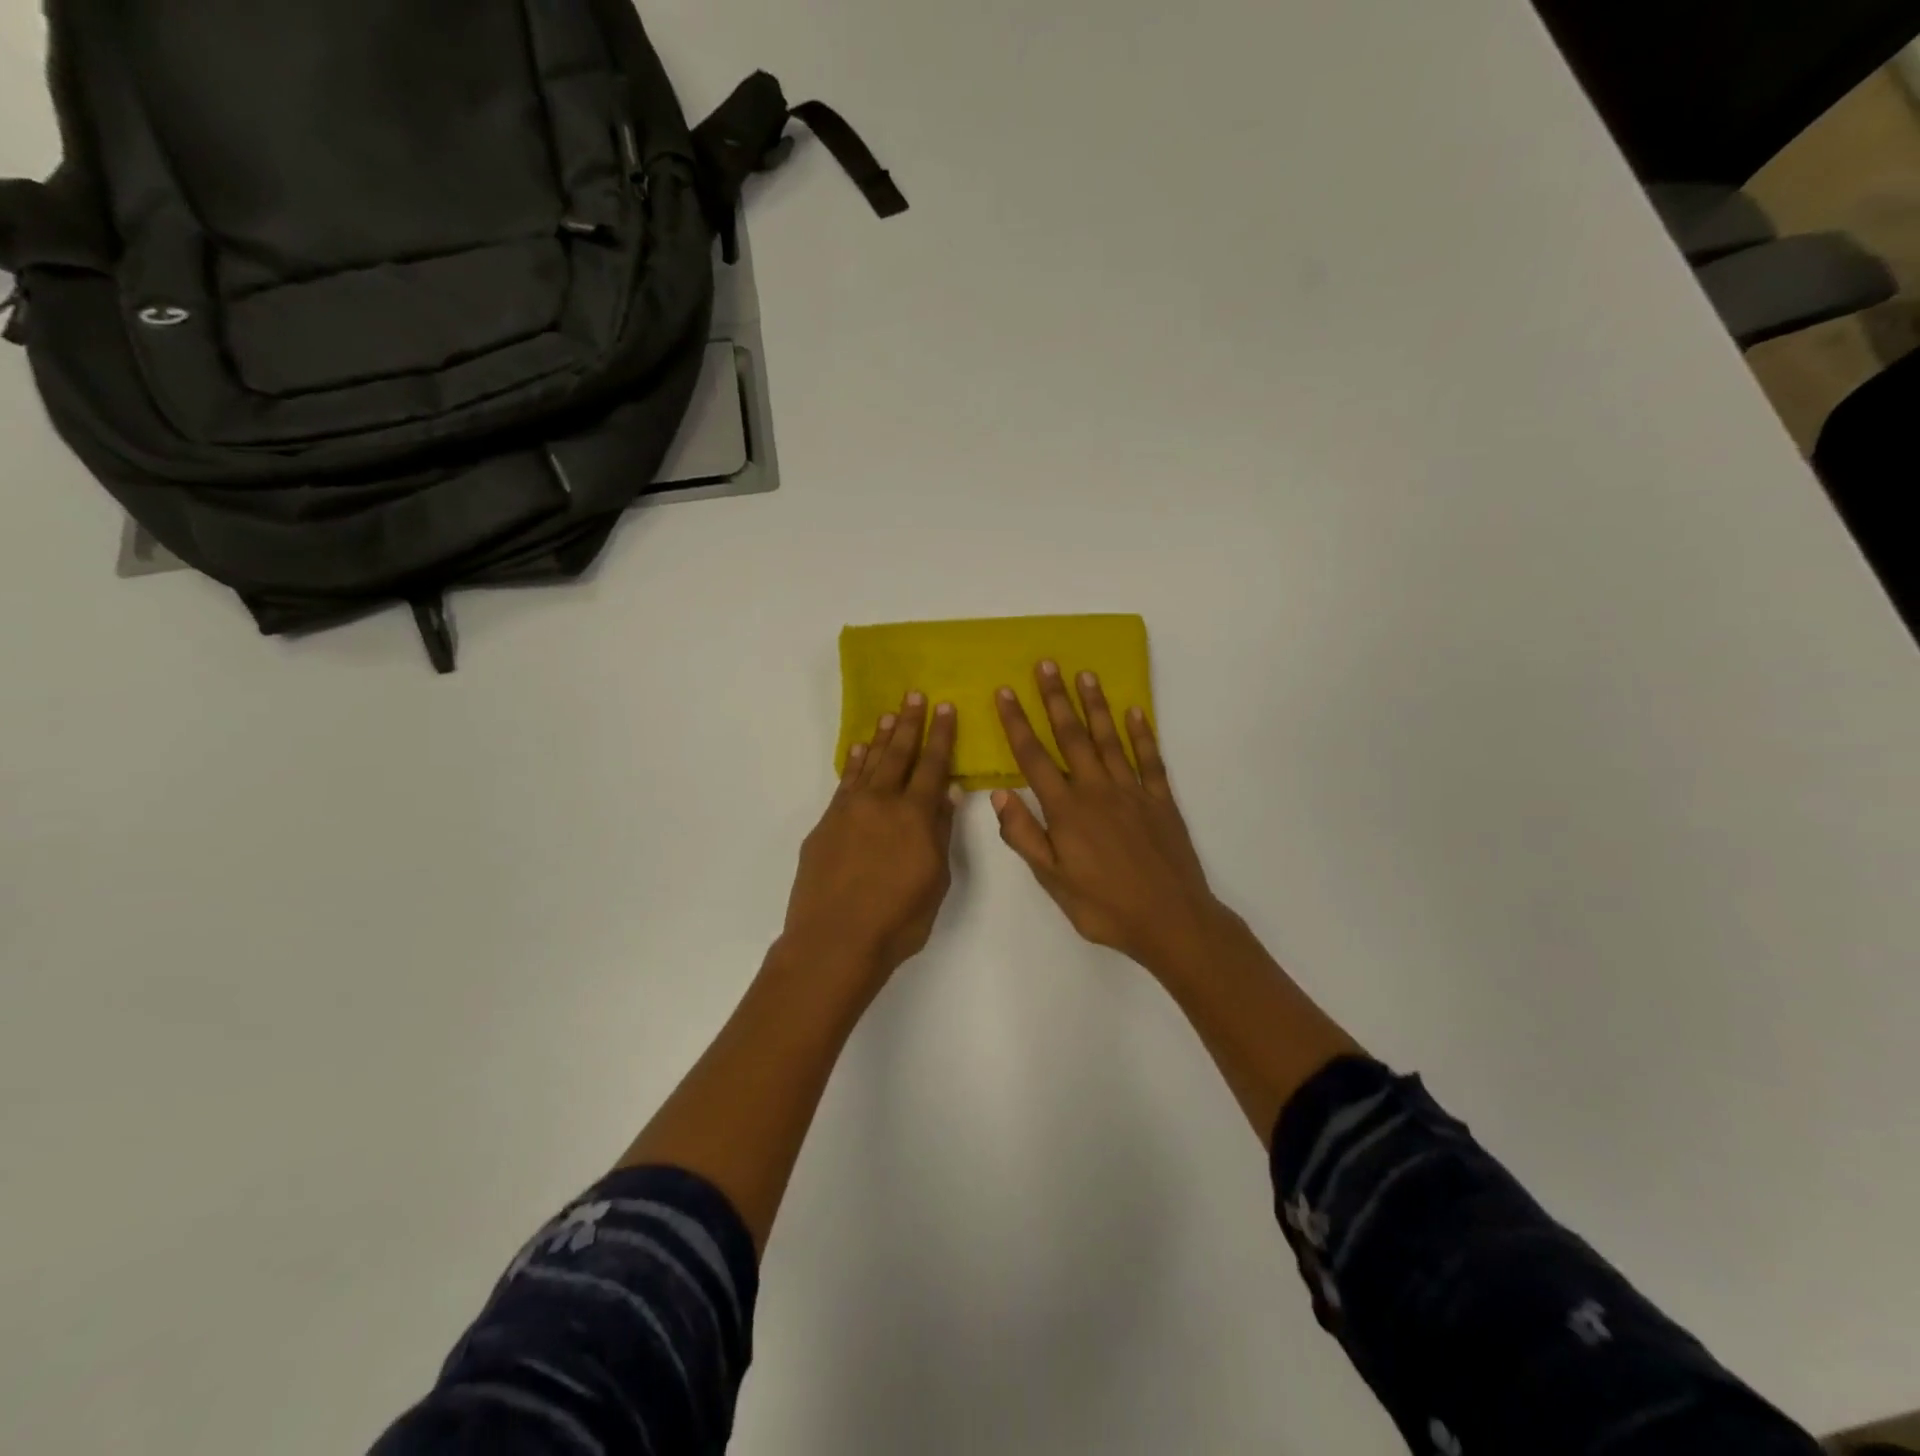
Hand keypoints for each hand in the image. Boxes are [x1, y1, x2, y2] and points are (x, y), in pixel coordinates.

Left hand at [782, 693, 959, 989]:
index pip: (932, 766)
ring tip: (889, 714)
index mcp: (915, 816)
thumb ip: (939, 834)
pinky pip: (844, 783)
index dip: (941, 736)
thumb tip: (945, 795)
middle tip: (915, 695)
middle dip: (910, 724)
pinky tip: (857, 751)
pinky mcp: (825, 824)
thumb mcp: (935, 881)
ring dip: (881, 738)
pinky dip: (853, 764)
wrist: (834, 940)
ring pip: (869, 764)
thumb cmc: (897, 920)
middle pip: (898, 754)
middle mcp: (881, 802)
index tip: (945, 708)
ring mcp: (849, 810)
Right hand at [992, 662, 1226, 976]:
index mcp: (1067, 810)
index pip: (1034, 758)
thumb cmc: (1104, 907)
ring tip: (1085, 674)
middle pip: (1072, 736)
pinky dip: (1143, 733)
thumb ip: (1025, 836)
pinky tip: (1135, 711)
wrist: (1171, 920)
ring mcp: (1133, 791)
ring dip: (1095, 705)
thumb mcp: (1053, 881)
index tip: (1005, 693)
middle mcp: (1097, 790)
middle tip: (1046, 664)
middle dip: (1055, 698)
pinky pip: (1150, 759)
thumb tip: (1000, 794)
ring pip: (1110, 739)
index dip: (1017, 723)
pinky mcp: (1161, 800)